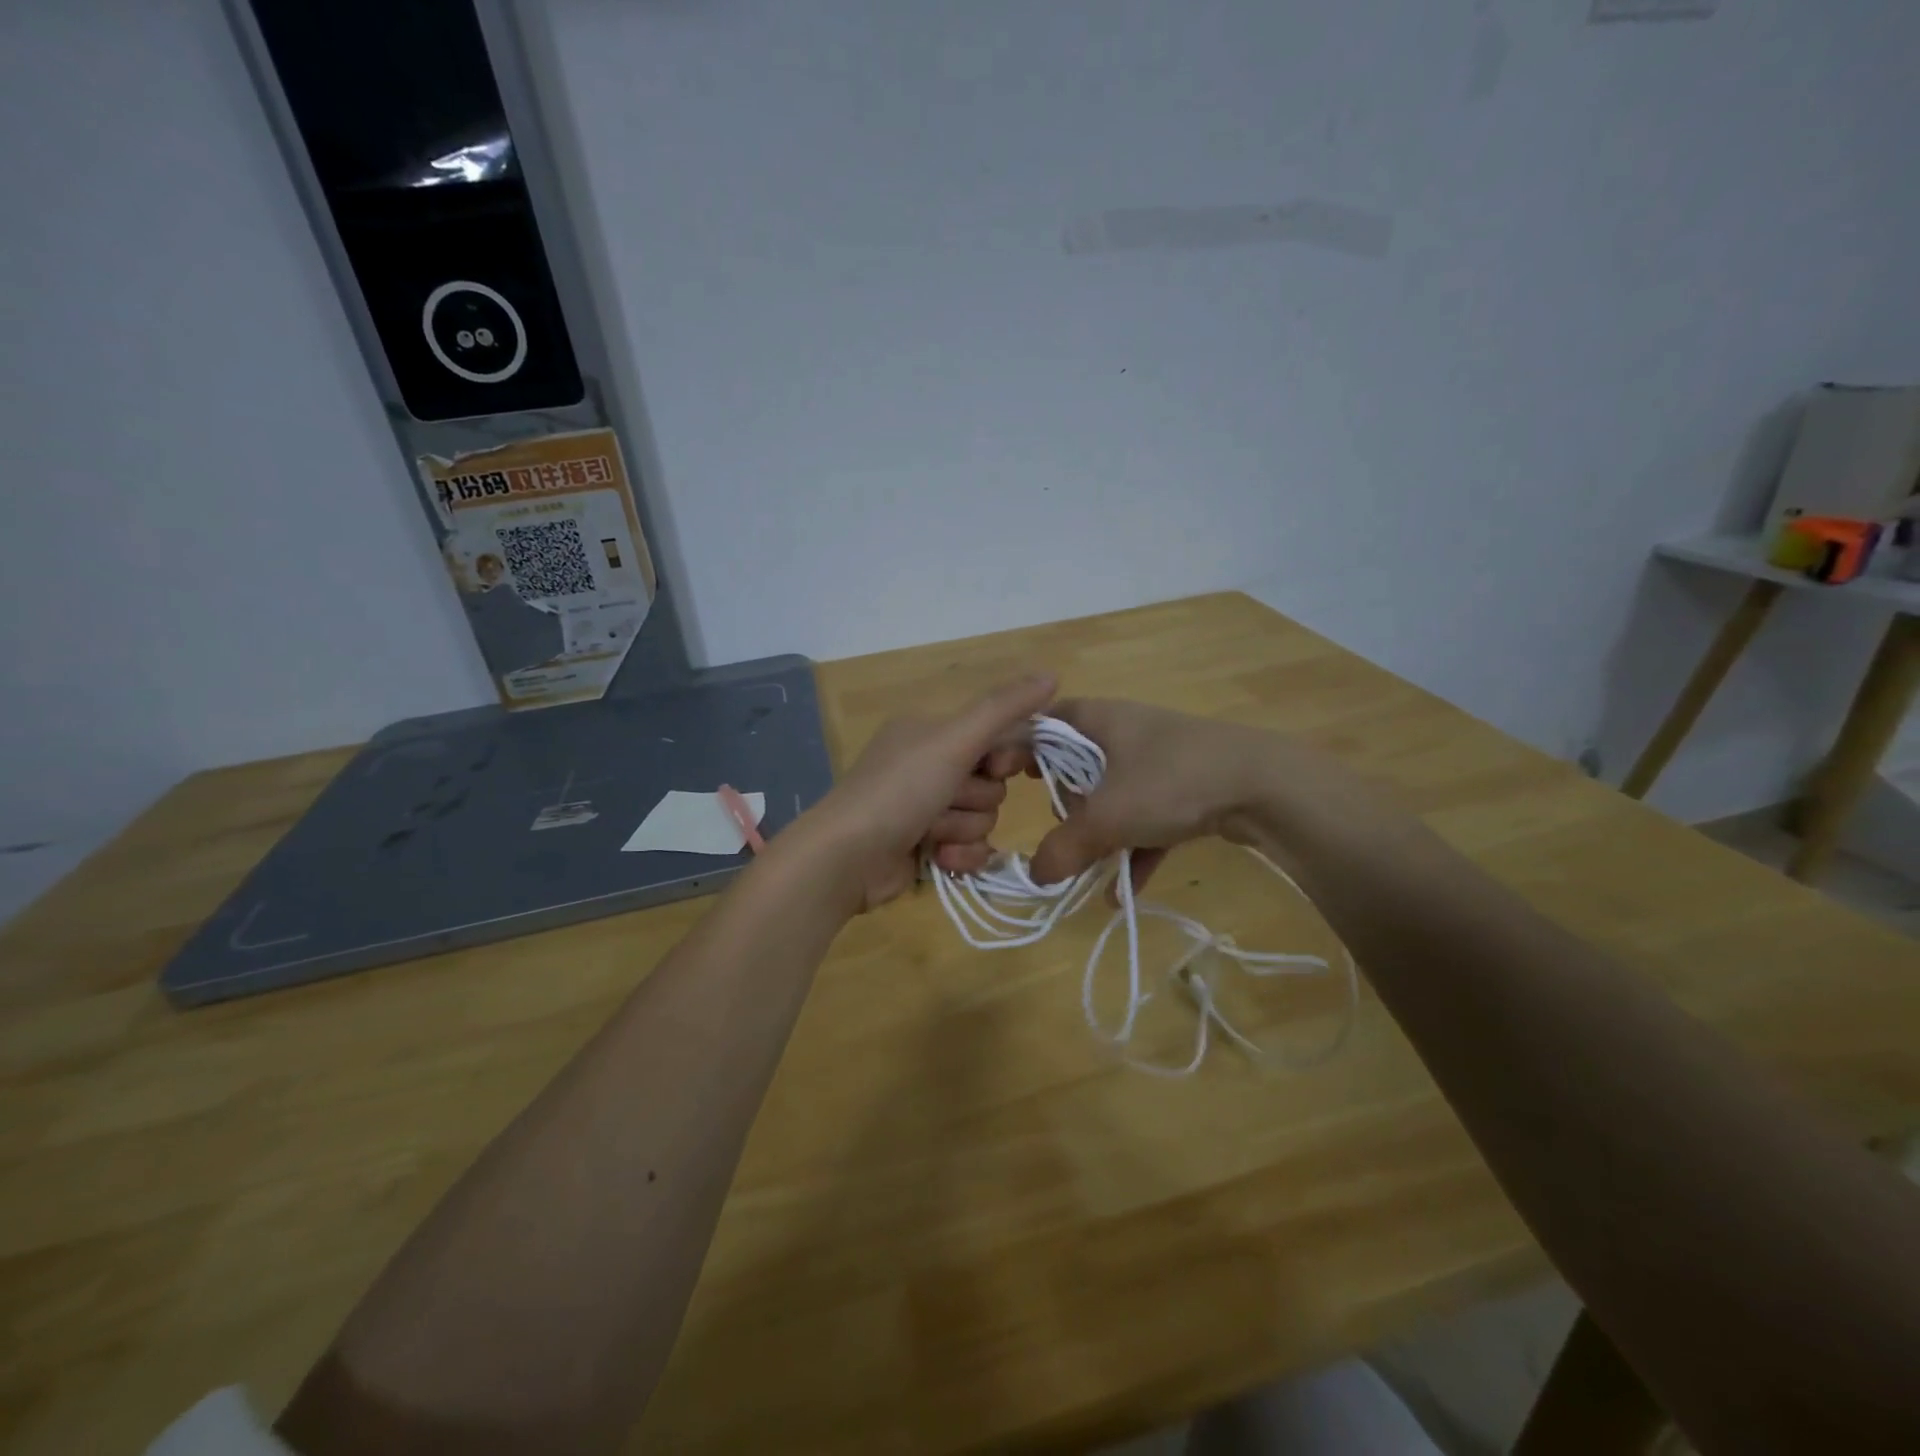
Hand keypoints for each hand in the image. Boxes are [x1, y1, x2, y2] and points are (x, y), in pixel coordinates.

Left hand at [806, 674, 1056, 910]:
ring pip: (983, 819)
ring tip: (930, 833)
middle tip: (944, 800)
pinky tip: (937, 859)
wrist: (847, 857)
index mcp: (931, 732)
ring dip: (962, 829)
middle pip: (992, 784)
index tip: (992, 766)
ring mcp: (926, 810)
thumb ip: (1004, 709)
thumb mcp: (954, 740)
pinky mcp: (927, 848)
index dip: (1002, 757)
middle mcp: (929, 766)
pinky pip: (970, 850)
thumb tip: (1053, 674)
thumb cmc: (900, 789)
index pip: (995, 738)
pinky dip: (959, 856)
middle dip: (974, 799)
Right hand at [1028, 699, 1283, 893]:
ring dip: (1100, 833)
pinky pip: (1149, 818)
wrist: (1266, 786)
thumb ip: (1064, 848)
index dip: (1021, 747)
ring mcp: (1163, 759)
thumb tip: (1036, 876)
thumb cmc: (1171, 781)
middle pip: (1079, 762)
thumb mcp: (1108, 818)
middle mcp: (1129, 731)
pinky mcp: (1191, 786)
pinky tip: (1122, 894)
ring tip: (1086, 866)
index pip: (1046, 722)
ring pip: (1115, 793)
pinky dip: (1135, 849)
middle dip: (1066, 801)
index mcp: (1101, 719)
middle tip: (1060, 826)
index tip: (1006, 779)